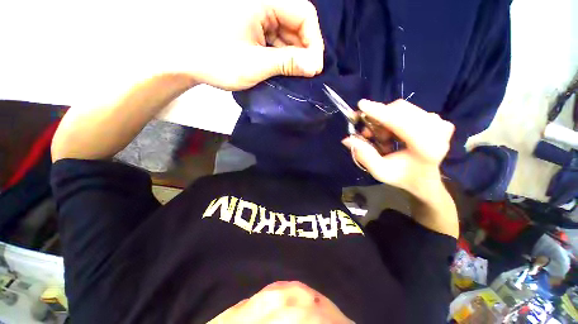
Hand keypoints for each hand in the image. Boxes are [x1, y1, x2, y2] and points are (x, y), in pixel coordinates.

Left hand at [178, 0, 323, 90]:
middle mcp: (261, 1)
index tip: (314, 67)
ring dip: (292, 54)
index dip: (314, 41)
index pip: (304, 14)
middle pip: (296, 22)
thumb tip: (315, 66)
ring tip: (292, 74)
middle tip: (305, 74)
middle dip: (303, 50)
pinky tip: (280, 67)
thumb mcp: (255, 64)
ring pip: (286, 32)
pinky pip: (274, 37)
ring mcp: (255, 13)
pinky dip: (280, 53)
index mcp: (262, 0)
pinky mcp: (251, 25)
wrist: (182, 59)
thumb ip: (287, 63)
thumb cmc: (215, 60)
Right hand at [342, 99, 454, 197]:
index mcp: (427, 147)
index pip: (401, 122)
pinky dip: (393, 119)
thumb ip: (363, 155)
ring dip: (384, 120)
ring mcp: (440, 122)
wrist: (425, 179)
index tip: (361, 105)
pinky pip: (408, 110)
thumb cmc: (402, 177)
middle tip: (366, 134)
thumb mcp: (379, 171)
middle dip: (378, 118)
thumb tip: (347, 139)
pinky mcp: (438, 119)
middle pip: (400, 110)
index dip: (379, 113)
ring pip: (402, 109)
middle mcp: (438, 130)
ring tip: (381, 138)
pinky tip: (391, 134)